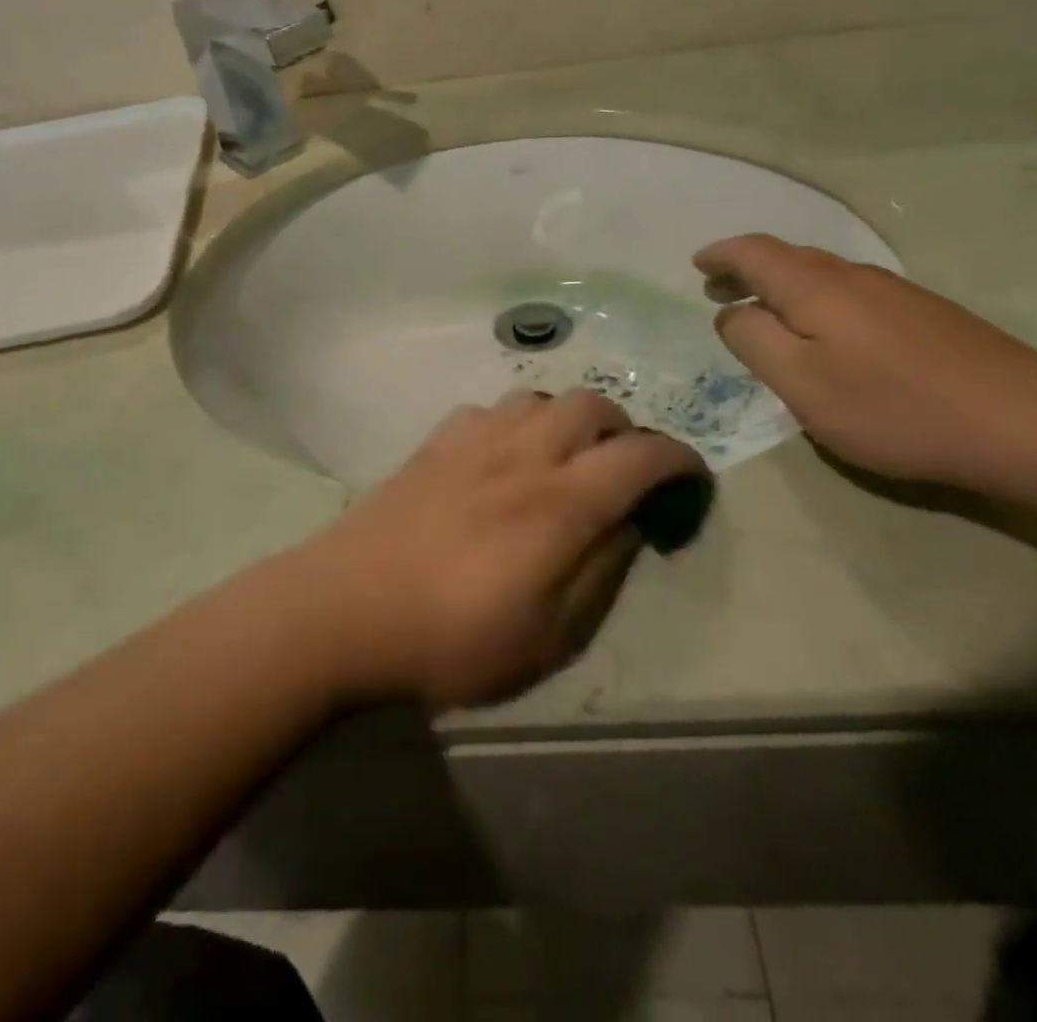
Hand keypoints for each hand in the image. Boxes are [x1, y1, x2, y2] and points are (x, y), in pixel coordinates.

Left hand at [299, 391, 707, 711]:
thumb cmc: (450, 640)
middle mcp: (523, 454)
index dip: (678, 460)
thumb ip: (600, 572)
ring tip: (564, 458)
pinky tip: (502, 457)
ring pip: (540, 396)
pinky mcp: (434, 443)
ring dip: (567, 419)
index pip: (640, 456)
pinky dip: (514, 423)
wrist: (345, 609)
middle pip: (592, 405)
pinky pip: (489, 409)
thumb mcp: (547, 637)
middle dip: (623, 430)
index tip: (691, 478)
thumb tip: (630, 524)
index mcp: (560, 502)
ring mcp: (474, 440)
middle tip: (623, 471)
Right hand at [696, 235, 1036, 489]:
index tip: (697, 264)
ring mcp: (895, 293)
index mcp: (815, 287)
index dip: (721, 255)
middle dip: (747, 269)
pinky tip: (824, 331)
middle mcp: (853, 276)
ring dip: (781, 285)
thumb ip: (753, 341)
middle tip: (718, 288)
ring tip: (761, 309)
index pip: (755, 252)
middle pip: (788, 259)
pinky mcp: (925, 316)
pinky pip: (850, 293)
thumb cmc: (892, 406)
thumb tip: (731, 313)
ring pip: (822, 275)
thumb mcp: (800, 383)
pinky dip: (816, 300)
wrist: (1022, 422)